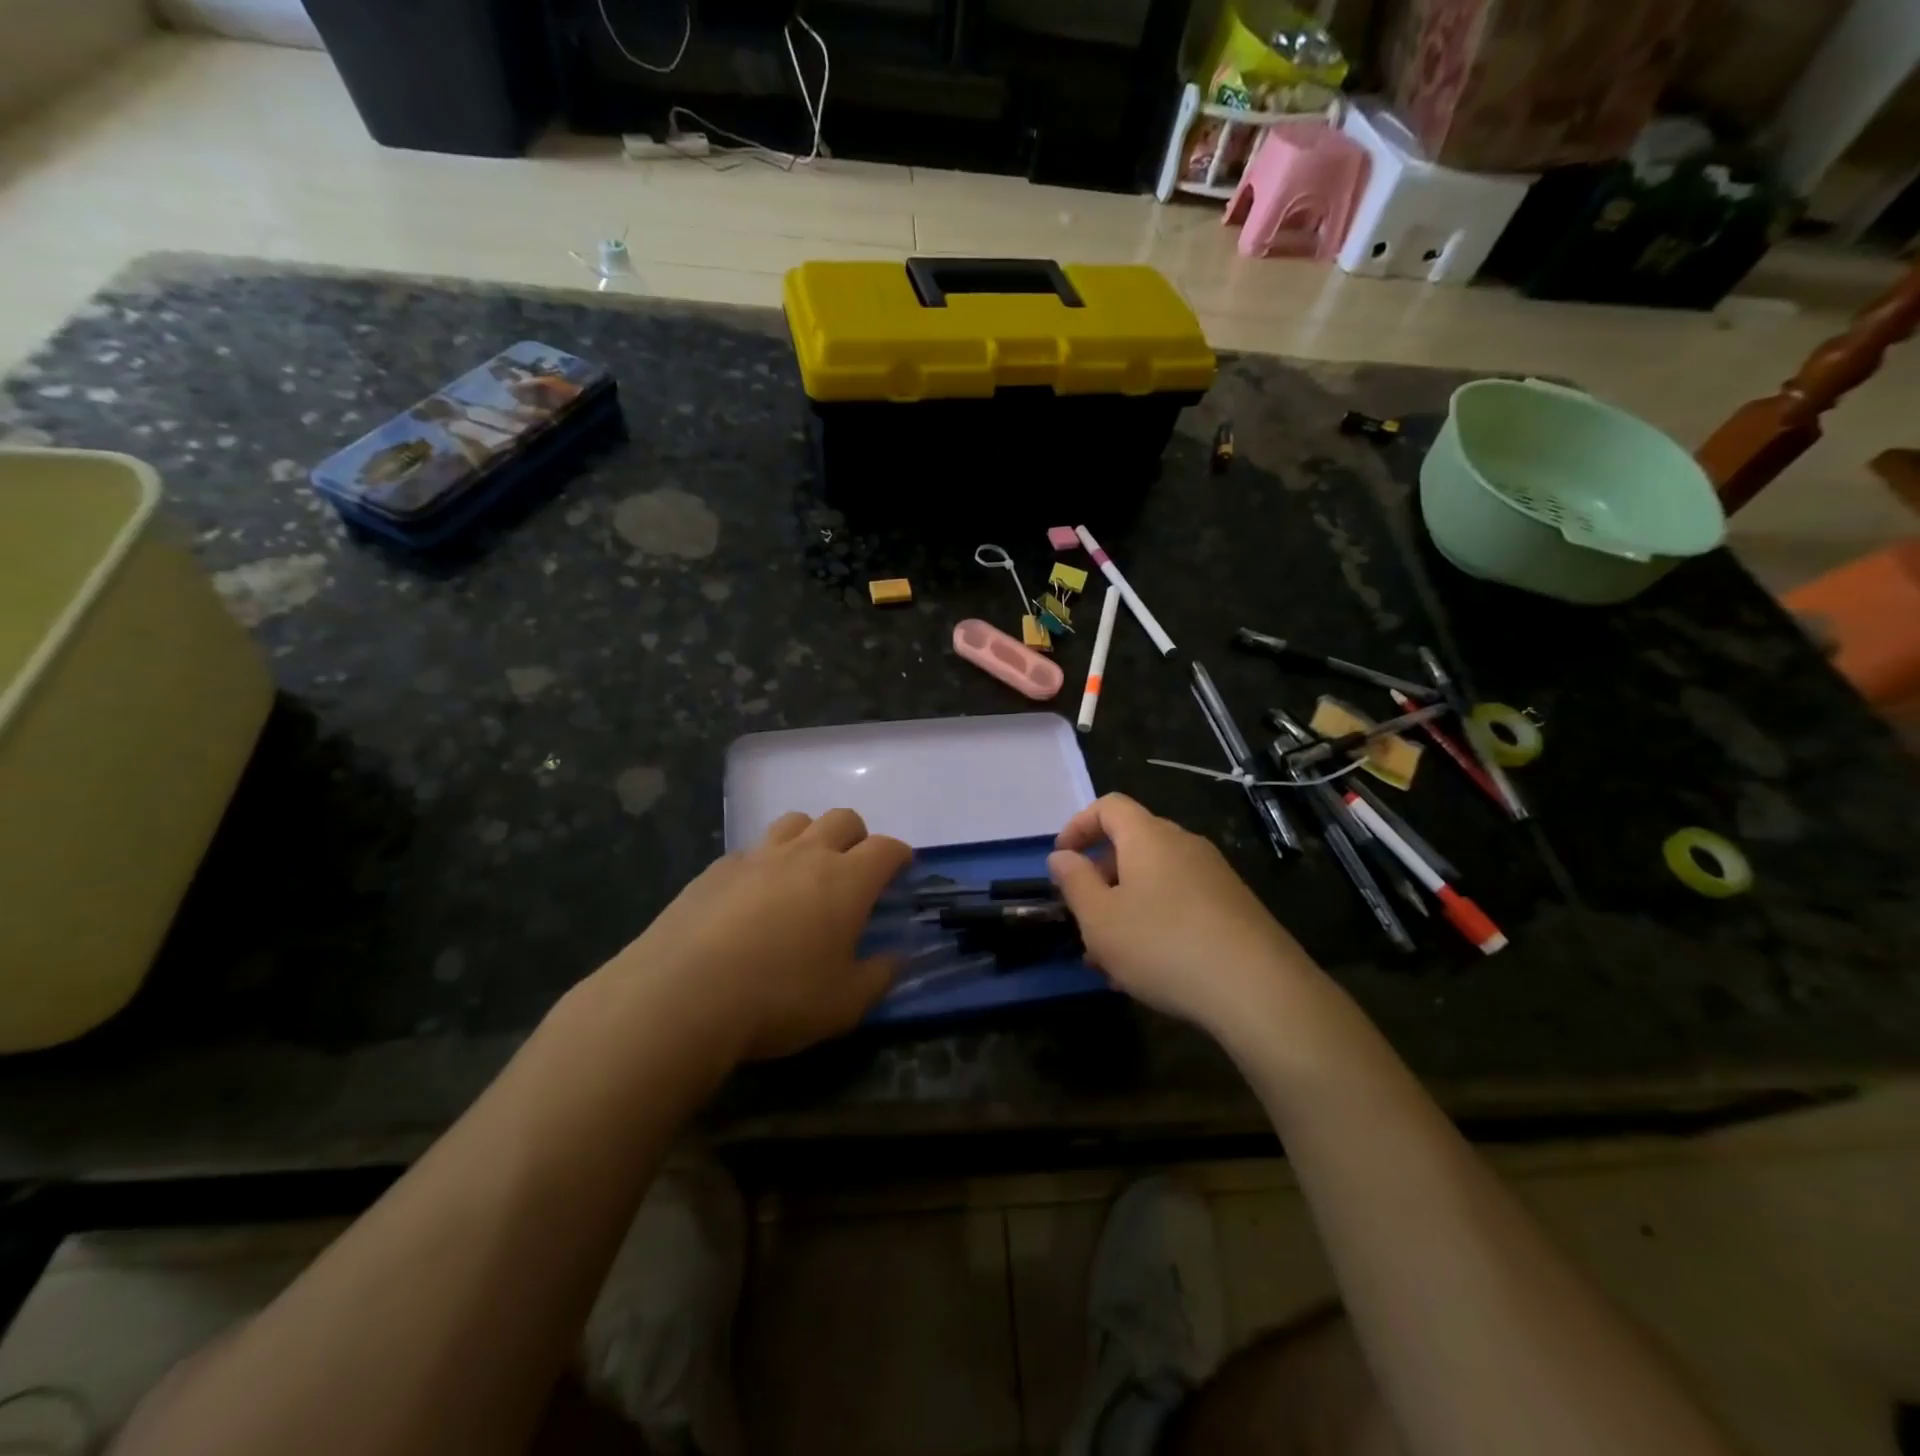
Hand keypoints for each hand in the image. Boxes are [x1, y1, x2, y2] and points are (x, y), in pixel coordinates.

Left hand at [607, 809, 910, 1061]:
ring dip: (809, 837)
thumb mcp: (845, 1004)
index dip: (899, 854)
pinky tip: (752, 897)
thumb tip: (897, 958)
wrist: (682, 995)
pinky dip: (764, 863)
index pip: (886, 848)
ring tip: (804, 872)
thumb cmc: (778, 999)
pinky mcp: (717, 869)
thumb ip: (879, 976)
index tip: (902, 868)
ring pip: (795, 822)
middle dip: (857, 837)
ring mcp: (757, 856)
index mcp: (846, 880)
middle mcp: (805, 855)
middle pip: (842, 820)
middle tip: (854, 869)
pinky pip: (752, 850)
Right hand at [1048, 793, 1318, 1034]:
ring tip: (1110, 960)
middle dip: (1100, 879)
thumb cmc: (1163, 945)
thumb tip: (1061, 856)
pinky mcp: (1233, 907)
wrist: (1259, 990)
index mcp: (1148, 836)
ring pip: (1155, 882)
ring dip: (1125, 910)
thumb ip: (1074, 882)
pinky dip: (1155, 923)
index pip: (1108, 806)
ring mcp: (1214, 875)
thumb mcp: (1100, 919)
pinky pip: (1180, 903)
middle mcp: (1184, 845)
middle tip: (1083, 920)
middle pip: (1132, 846)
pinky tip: (1150, 970)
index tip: (1061, 861)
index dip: (1078, 826)